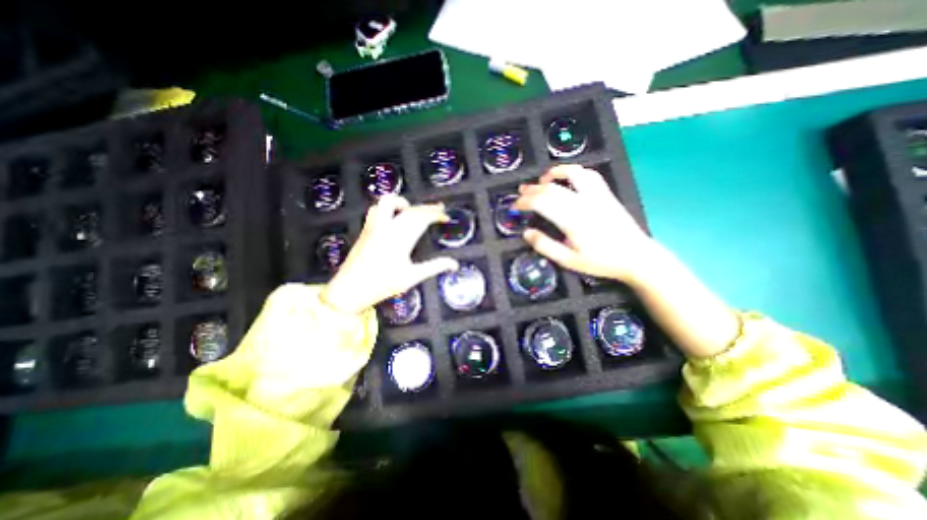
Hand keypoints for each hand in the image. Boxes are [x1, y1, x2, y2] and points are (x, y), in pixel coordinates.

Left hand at [320, 197, 460, 313]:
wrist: (349, 289)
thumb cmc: (382, 285)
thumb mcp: (412, 277)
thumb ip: (434, 267)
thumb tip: (454, 264)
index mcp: (400, 239)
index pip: (422, 218)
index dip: (436, 214)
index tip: (445, 216)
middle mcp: (387, 228)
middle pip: (410, 209)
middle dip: (427, 207)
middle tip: (439, 209)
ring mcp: (374, 227)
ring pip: (388, 202)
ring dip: (403, 202)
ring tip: (413, 209)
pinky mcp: (366, 230)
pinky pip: (377, 210)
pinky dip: (388, 208)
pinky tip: (393, 217)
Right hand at [515, 164, 657, 284]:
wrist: (636, 257)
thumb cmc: (600, 261)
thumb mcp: (568, 261)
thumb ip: (545, 246)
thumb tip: (526, 233)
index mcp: (571, 220)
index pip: (541, 202)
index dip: (524, 201)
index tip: (515, 206)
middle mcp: (582, 202)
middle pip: (551, 188)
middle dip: (532, 189)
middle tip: (521, 193)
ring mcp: (596, 195)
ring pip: (571, 174)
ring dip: (553, 173)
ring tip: (542, 179)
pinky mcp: (606, 194)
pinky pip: (589, 175)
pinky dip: (574, 172)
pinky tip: (568, 177)